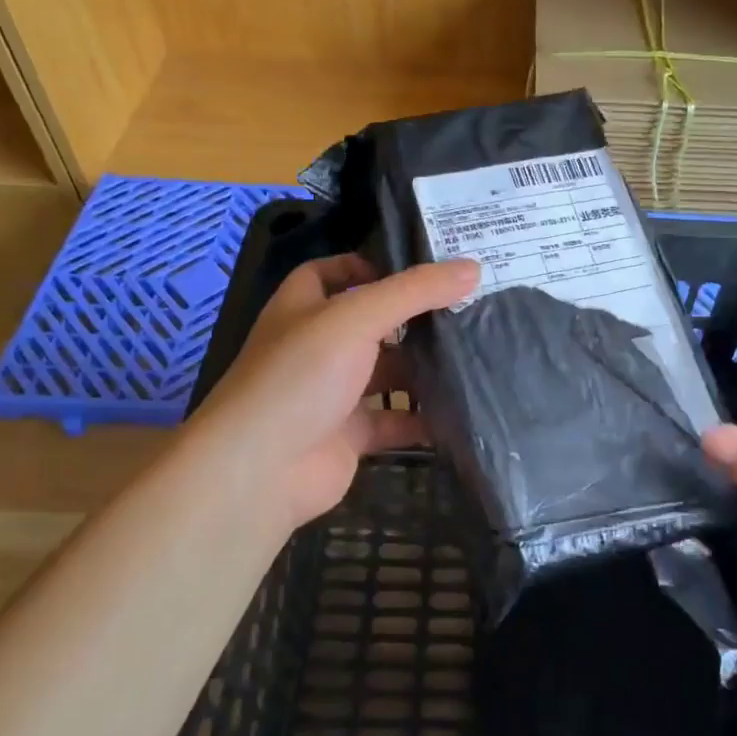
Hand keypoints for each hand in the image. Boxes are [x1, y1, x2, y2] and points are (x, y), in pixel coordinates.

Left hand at [199, 253, 478, 536]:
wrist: (261, 470)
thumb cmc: (301, 377)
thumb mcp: (357, 318)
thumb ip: (414, 291)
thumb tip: (472, 267)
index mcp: (304, 308)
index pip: (332, 273)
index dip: (369, 266)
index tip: (420, 269)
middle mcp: (317, 347)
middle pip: (370, 323)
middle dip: (413, 319)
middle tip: (468, 309)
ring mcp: (332, 393)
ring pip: (385, 373)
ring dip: (423, 369)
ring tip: (475, 356)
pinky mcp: (349, 435)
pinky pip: (393, 421)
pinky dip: (422, 419)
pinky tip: (460, 410)